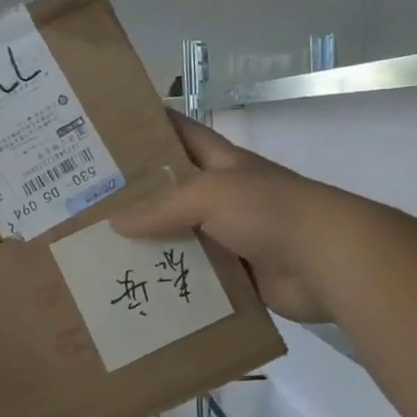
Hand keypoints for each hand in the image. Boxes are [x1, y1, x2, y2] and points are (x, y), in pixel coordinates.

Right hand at [112, 114, 352, 323]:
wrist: (326, 260)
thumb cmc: (269, 210)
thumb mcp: (210, 195)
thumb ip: (162, 208)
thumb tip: (115, 222)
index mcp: (221, 164)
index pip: (180, 134)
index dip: (150, 127)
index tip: (109, 130)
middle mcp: (224, 196)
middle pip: (173, 191)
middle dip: (136, 196)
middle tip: (89, 204)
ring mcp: (231, 236)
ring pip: (182, 237)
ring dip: (150, 246)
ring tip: (102, 252)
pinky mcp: (237, 274)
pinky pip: (197, 276)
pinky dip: (174, 282)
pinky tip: (140, 288)